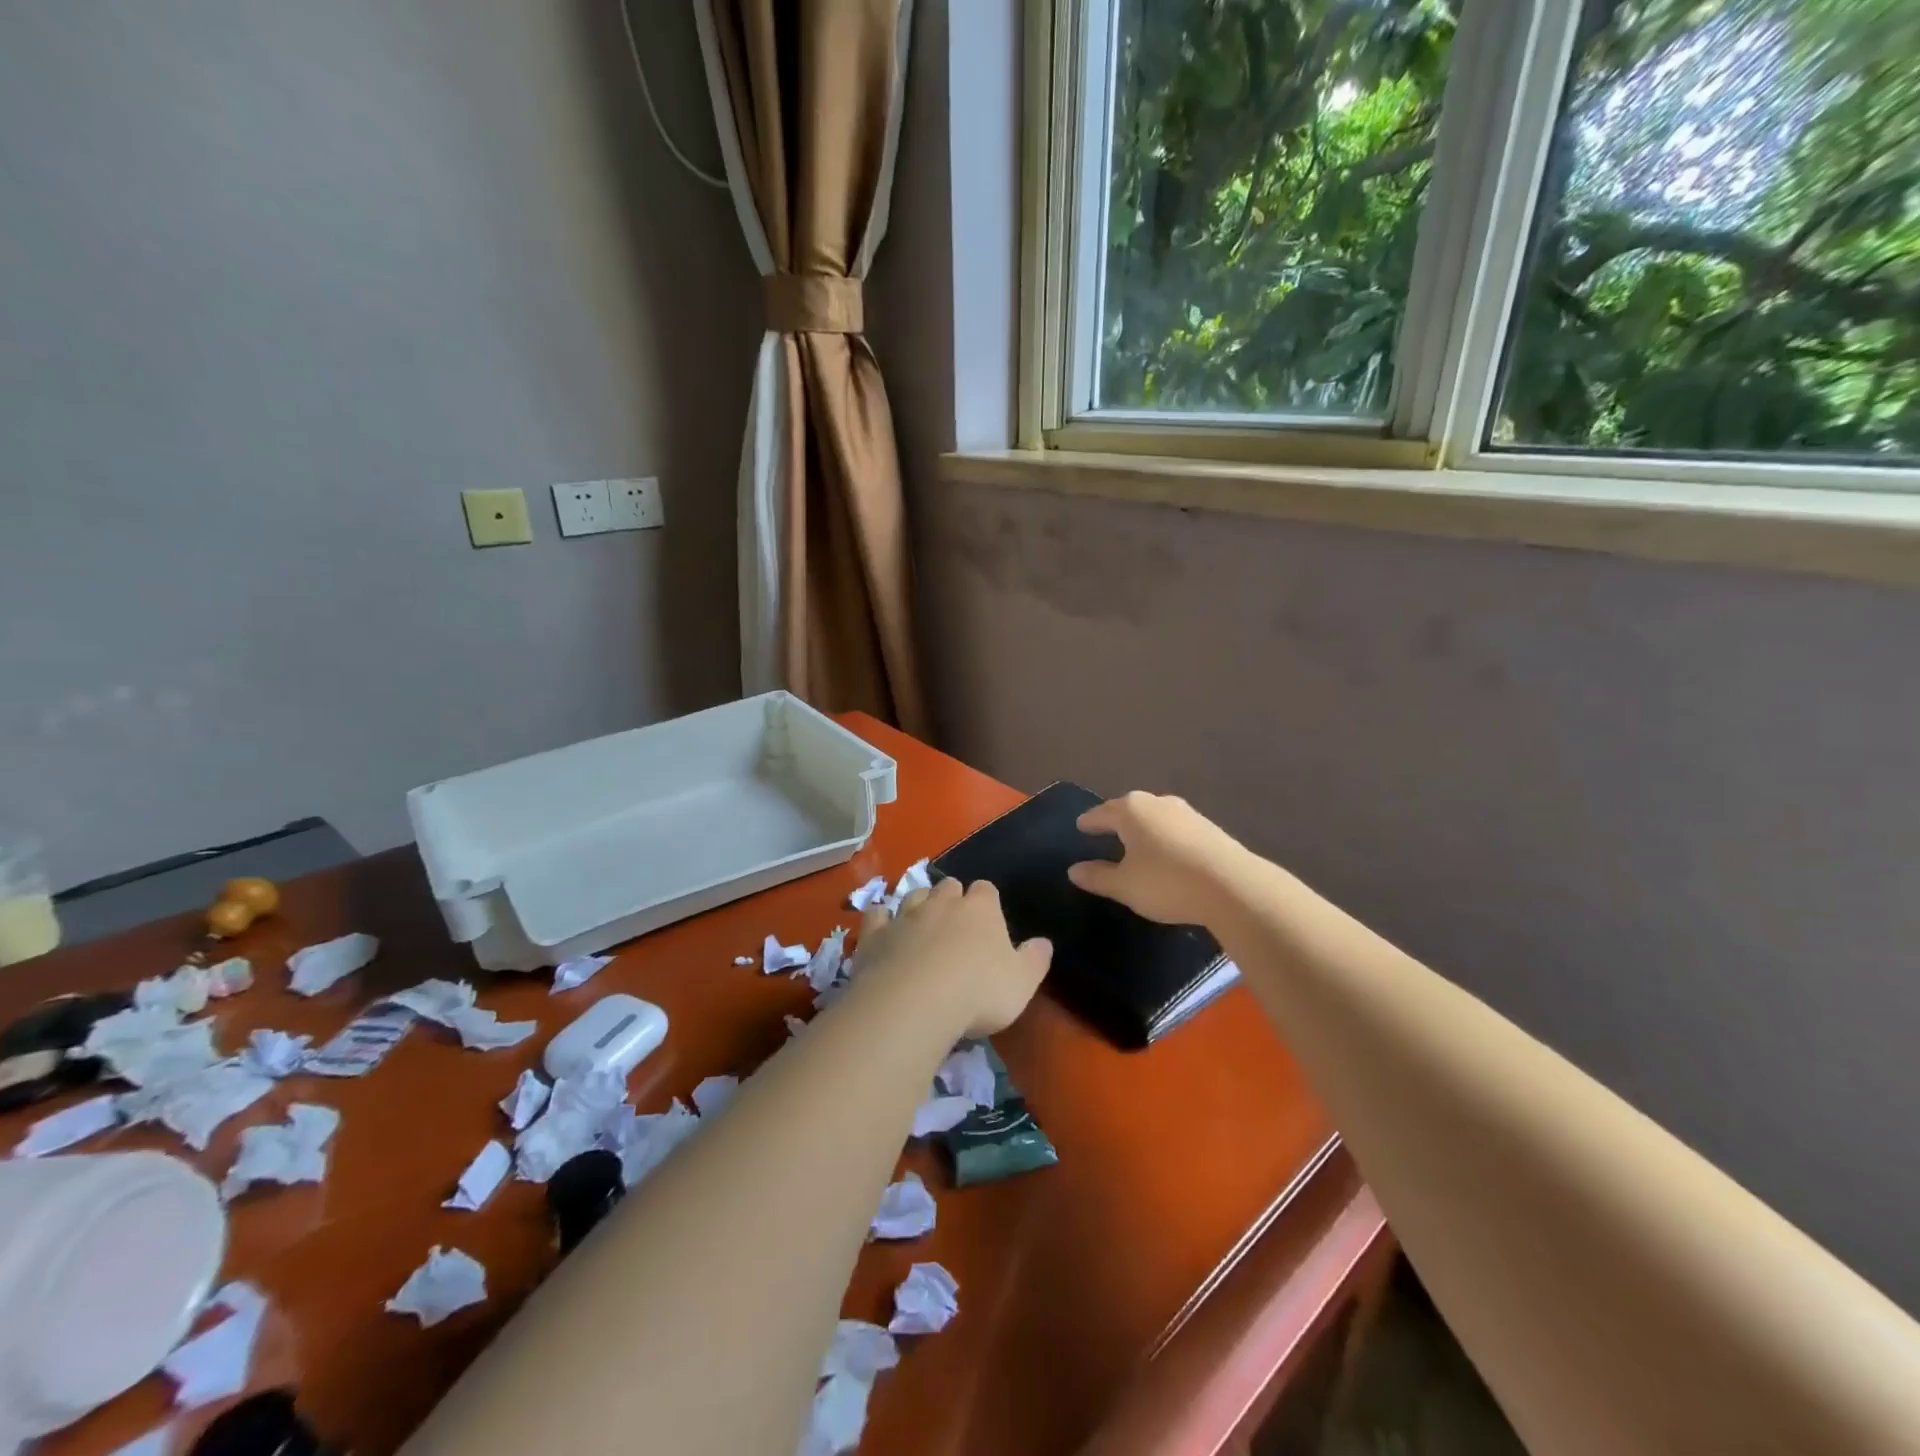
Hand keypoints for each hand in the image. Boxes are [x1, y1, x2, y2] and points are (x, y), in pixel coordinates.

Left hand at [855, 878, 1052, 1037]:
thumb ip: (1035, 959)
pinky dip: (881, 919)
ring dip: (918, 905)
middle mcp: (942, 903)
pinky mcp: (875, 934)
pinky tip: (883, 929)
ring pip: (913, 895)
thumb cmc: (978, 993)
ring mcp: (905, 915)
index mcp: (980, 909)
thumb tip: (1043, 942)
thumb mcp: (1022, 983)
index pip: (986, 889)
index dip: (987, 902)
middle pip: (948, 886)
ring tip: (922, 925)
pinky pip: (876, 915)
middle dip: (952, 898)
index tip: (989, 920)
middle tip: (955, 924)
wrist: (913, 1003)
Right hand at [1067, 791, 1247, 926]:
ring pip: (1156, 817)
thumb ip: (1098, 877)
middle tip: (1105, 831)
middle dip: (1117, 820)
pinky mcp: (1209, 828)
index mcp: (1131, 810)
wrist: (1233, 887)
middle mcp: (1158, 803)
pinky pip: (1176, 829)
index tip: (1080, 826)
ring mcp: (1187, 813)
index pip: (1101, 813)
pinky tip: (1166, 853)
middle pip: (1130, 809)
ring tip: (1136, 843)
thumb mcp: (1125, 886)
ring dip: (1144, 828)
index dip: (1089, 822)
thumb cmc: (1167, 882)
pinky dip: (1165, 837)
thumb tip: (1074, 870)